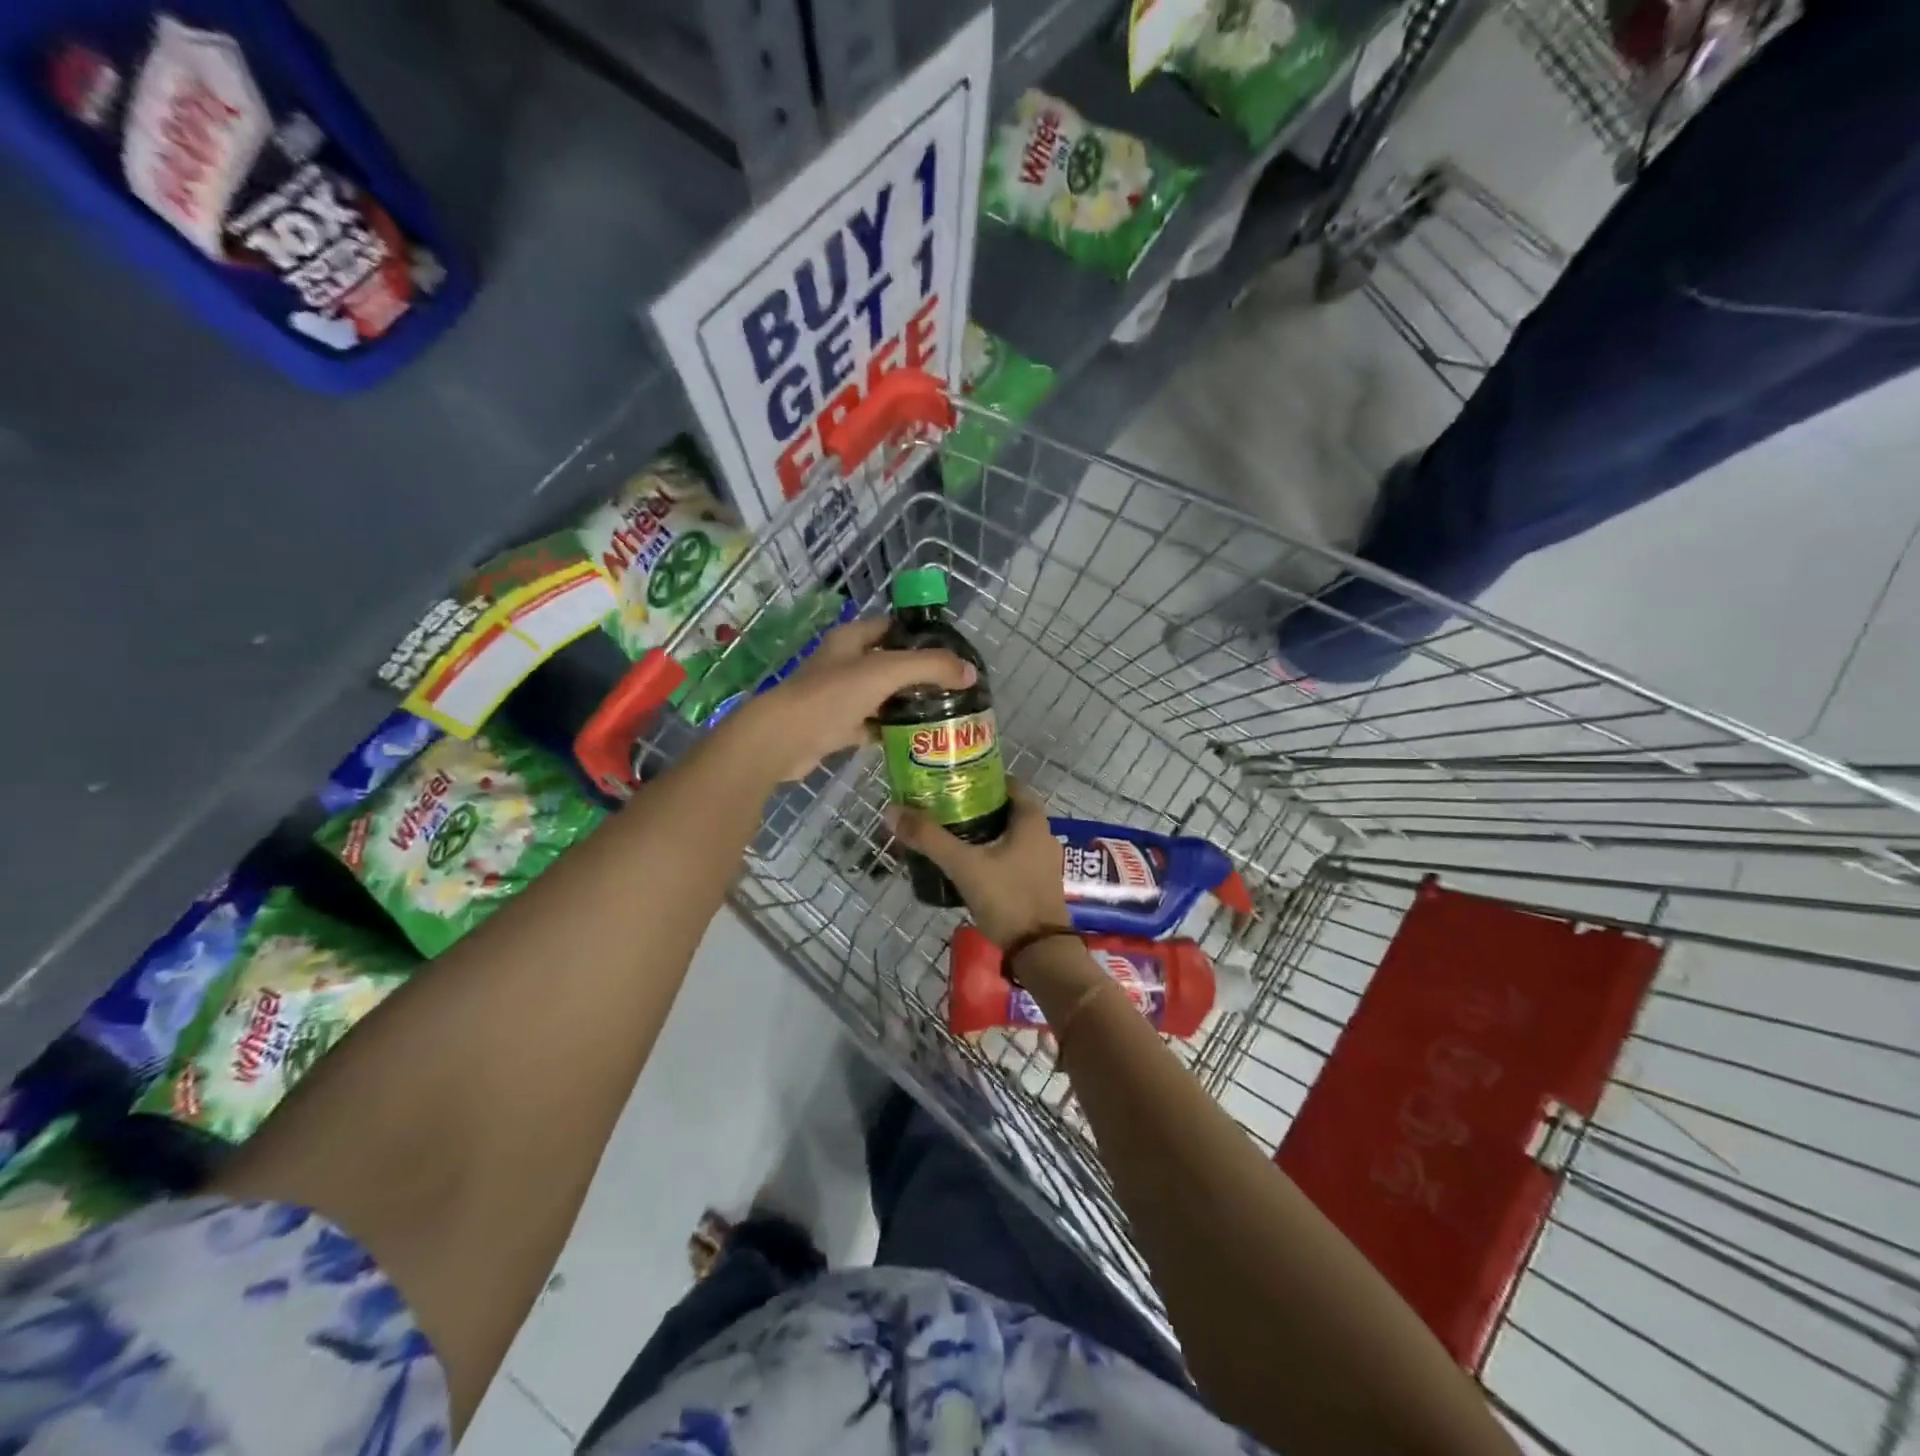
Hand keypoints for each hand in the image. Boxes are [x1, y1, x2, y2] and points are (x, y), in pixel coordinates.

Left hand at [726, 616, 973, 782]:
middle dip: (919, 673)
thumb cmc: (832, 696)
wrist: (784, 739)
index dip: (920, 634)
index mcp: (851, 640)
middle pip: (889, 662)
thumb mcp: (886, 671)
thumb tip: (970, 672)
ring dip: (907, 703)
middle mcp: (844, 664)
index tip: (951, 650)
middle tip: (954, 686)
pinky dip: (890, 730)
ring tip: (943, 712)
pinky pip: (871, 725)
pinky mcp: (836, 727)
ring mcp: (839, 697)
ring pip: (882, 696)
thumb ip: (930, 667)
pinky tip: (915, 738)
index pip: (891, 626)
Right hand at [887, 781, 1070, 946]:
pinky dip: (990, 853)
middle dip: (975, 806)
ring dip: (981, 832)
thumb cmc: (1007, 898)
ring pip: (1008, 834)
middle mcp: (1042, 833)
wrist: (1040, 952)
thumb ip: (929, 838)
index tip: (952, 782)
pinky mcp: (1036, 882)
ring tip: (948, 834)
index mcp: (1032, 819)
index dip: (981, 778)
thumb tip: (892, 811)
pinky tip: (965, 863)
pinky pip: (1011, 856)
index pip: (1008, 783)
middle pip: (1005, 809)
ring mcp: (1042, 860)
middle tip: (942, 808)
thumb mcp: (964, 865)